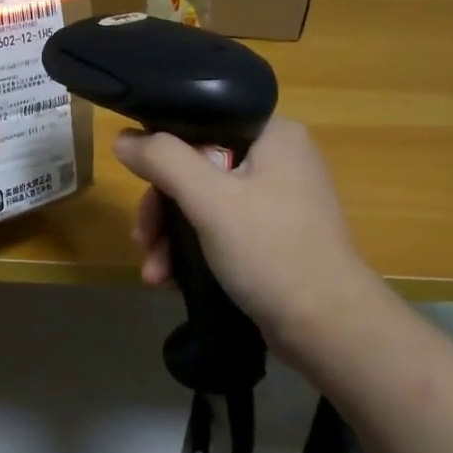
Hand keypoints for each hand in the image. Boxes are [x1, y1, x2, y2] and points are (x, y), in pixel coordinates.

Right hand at [115, 117, 383, 360]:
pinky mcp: (272, 238)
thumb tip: (123, 139)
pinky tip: (171, 279)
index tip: (138, 182)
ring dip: (171, 237)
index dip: (163, 150)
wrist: (328, 329)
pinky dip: (193, 251)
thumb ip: (163, 160)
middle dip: (162, 209)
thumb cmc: (270, 251)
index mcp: (273, 135)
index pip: (202, 123)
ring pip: (204, 203)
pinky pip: (220, 230)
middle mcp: (278, 160)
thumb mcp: (210, 199)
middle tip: (142, 239)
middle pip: (197, 168)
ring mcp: (277, 201)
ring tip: (153, 273)